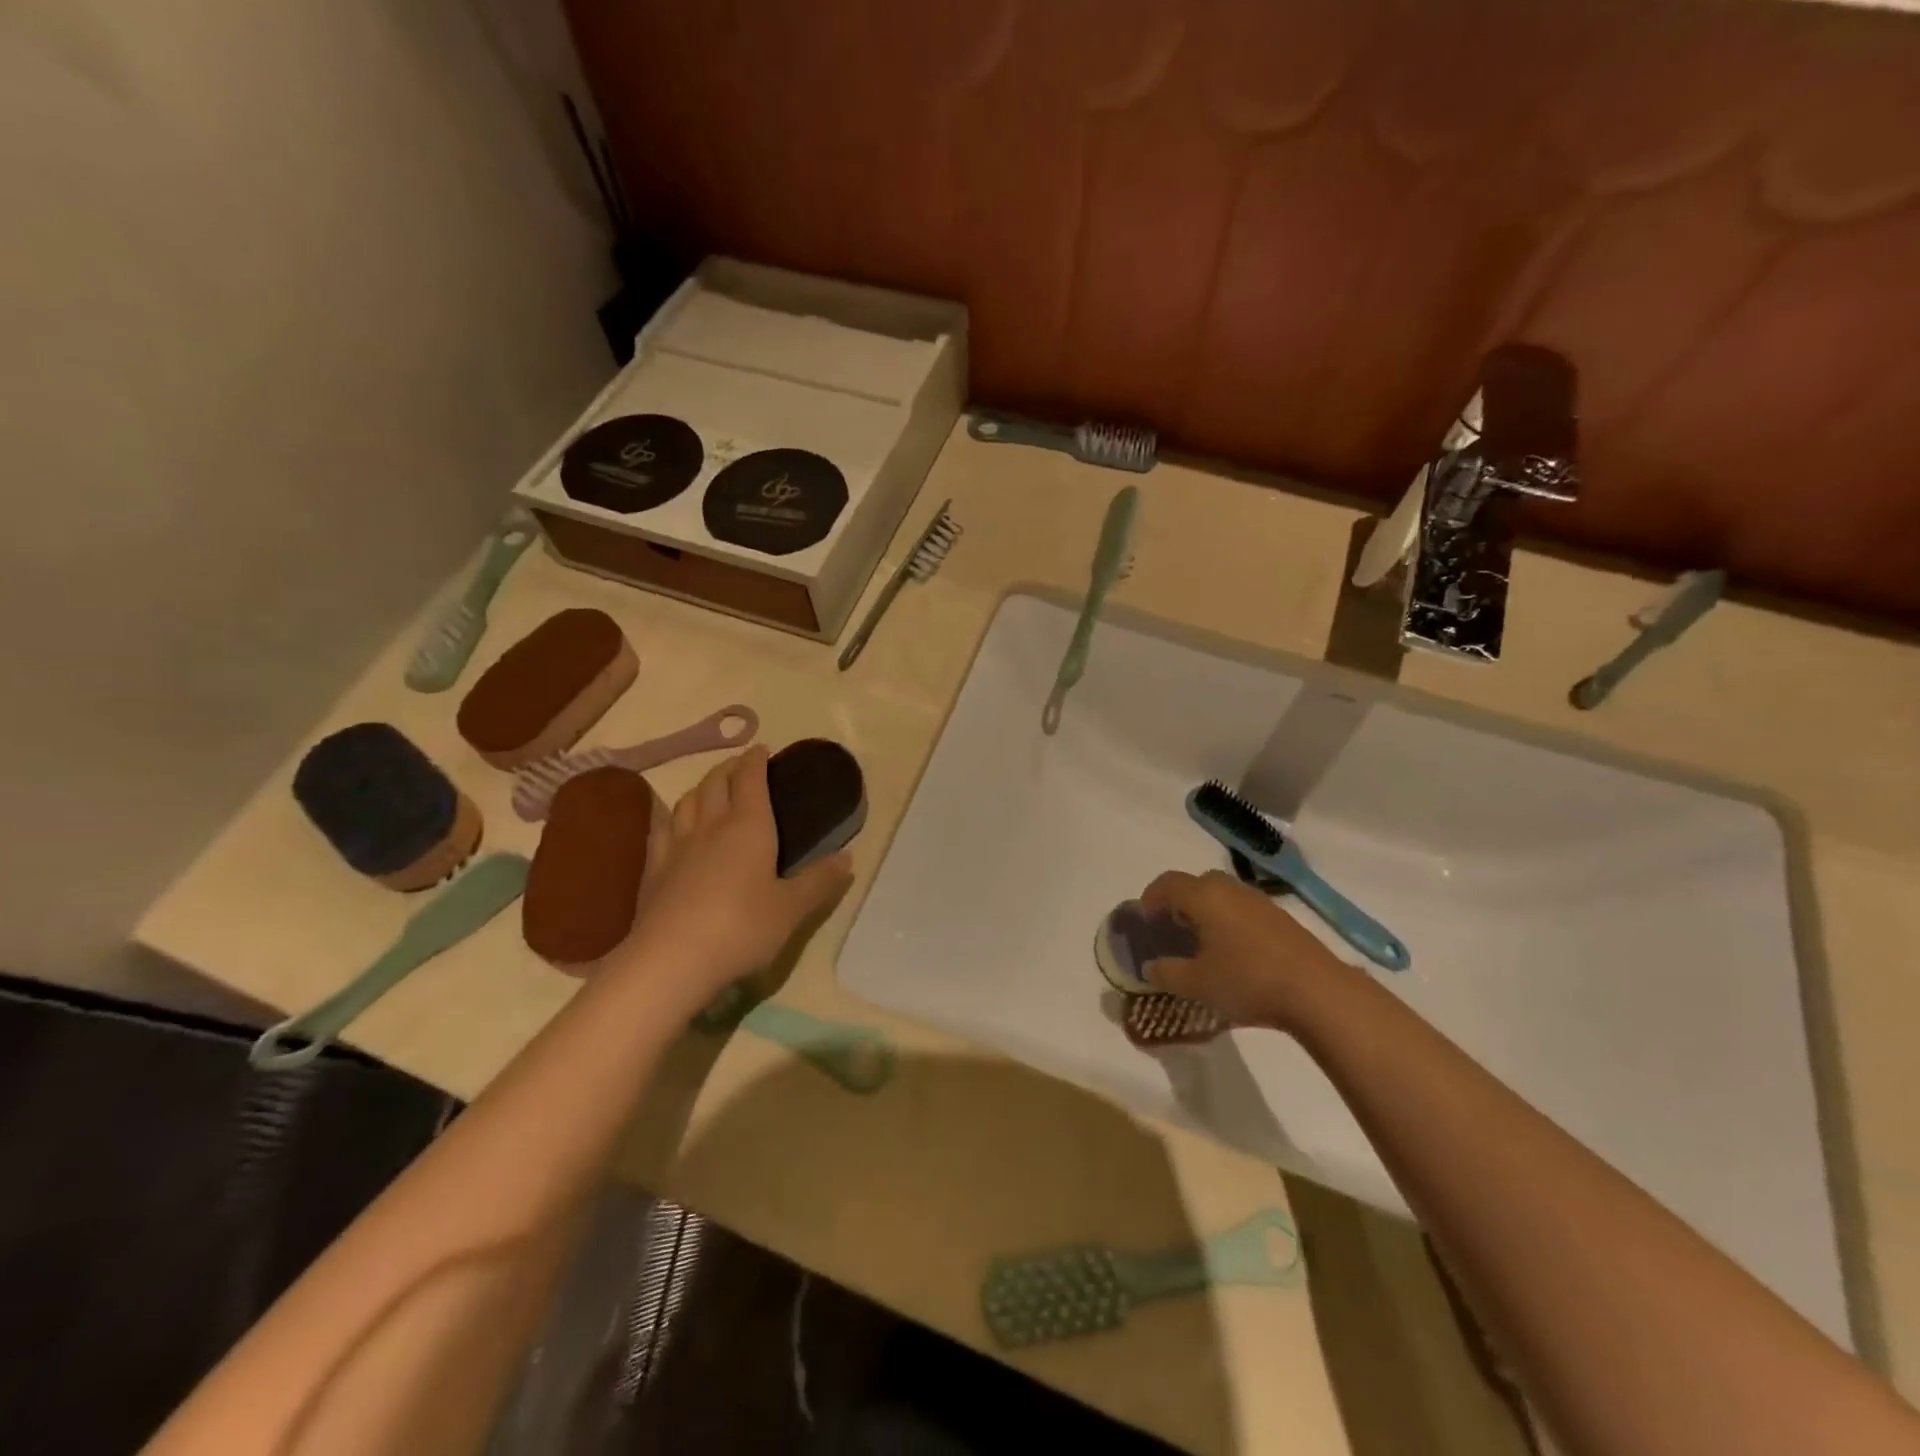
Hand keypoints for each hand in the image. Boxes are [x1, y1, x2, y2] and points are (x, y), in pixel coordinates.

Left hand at [620, 747, 852, 997]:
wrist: (671, 960)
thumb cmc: (741, 928)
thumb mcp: (791, 908)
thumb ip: (819, 881)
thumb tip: (848, 859)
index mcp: (748, 826)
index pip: (750, 779)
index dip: (756, 760)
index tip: (762, 750)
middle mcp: (711, 826)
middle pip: (715, 782)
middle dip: (729, 768)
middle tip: (741, 766)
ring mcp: (677, 846)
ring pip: (687, 801)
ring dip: (702, 787)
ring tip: (711, 790)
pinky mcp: (654, 870)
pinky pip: (663, 829)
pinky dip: (674, 816)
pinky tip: (675, 826)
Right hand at [1138, 869, 1347, 1028]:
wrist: (1317, 992)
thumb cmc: (1247, 980)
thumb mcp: (1197, 984)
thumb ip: (1167, 973)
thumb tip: (1150, 967)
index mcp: (1204, 897)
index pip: (1168, 883)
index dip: (1152, 897)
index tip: (1145, 918)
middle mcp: (1230, 889)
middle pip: (1197, 883)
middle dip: (1180, 900)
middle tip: (1173, 927)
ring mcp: (1259, 901)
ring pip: (1223, 894)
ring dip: (1207, 910)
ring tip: (1203, 941)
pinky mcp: (1281, 918)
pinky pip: (1243, 908)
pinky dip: (1230, 920)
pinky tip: (1234, 951)